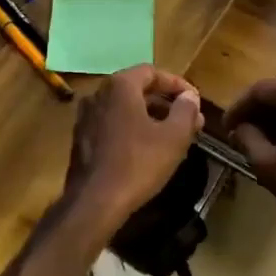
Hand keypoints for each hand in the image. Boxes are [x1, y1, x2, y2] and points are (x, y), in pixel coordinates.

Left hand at [63, 65, 202, 228]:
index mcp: (120, 86)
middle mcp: (98, 95)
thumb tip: (189, 97)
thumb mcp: (173, 137)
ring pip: (125, 108)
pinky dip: (132, 129)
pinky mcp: (80, 140)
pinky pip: (112, 124)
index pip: (152, 72)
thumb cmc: (137, 164)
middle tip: (189, 120)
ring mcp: (86, 117)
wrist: (93, 203)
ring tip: (173, 135)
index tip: (194, 101)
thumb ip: (186, 111)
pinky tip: (148, 149)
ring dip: (151, 117)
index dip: (177, 84)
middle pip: (138, 89)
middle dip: (166, 103)